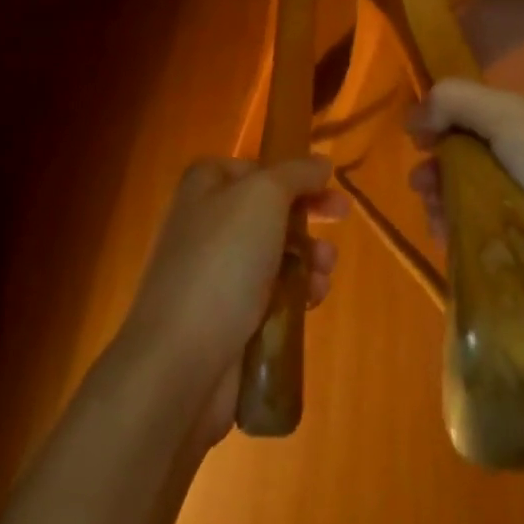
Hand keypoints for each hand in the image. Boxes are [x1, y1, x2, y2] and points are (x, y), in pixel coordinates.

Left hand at [121, 155, 347, 446]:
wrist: (181, 359)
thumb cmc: (223, 262)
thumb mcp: (264, 197)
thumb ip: (296, 173)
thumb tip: (319, 163)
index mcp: (205, 186)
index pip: (255, 167)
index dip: (293, 174)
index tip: (327, 184)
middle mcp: (205, 223)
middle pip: (270, 210)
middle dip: (308, 216)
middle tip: (342, 217)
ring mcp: (214, 272)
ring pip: (275, 252)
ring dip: (309, 256)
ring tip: (324, 271)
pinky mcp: (226, 315)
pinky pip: (271, 293)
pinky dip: (296, 292)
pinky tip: (312, 300)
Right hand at [404, 78, 523, 295]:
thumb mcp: (513, 116)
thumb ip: (457, 101)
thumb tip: (414, 115)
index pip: (481, 116)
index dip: (444, 127)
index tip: (419, 148)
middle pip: (476, 160)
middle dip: (441, 173)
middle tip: (423, 192)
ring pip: (481, 201)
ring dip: (448, 206)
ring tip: (435, 224)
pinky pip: (496, 237)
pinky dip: (470, 237)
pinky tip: (453, 246)